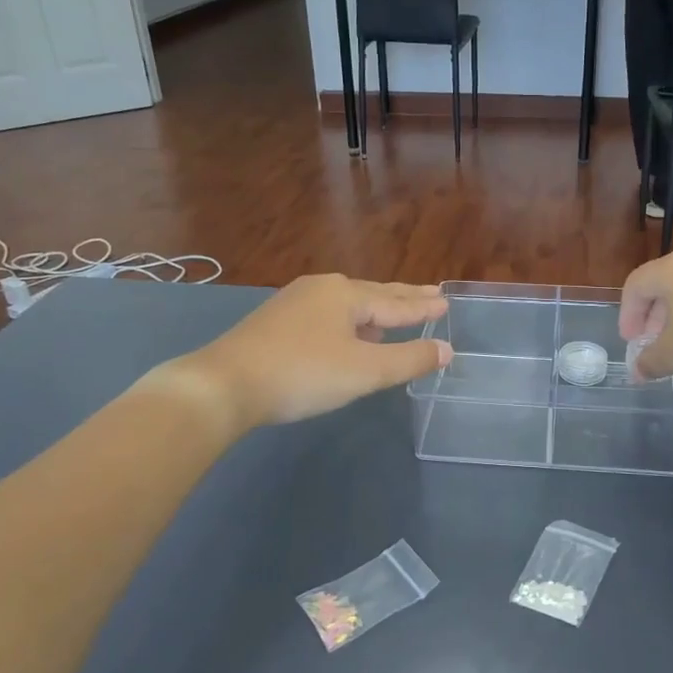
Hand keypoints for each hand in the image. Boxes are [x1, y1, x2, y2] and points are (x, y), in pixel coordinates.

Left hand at [158, 275, 450, 428]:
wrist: (225, 384)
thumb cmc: (303, 373)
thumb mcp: (365, 371)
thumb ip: (409, 359)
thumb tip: (447, 350)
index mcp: (347, 295)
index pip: (397, 302)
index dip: (423, 306)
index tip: (446, 301)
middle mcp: (323, 289)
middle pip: (374, 293)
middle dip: (404, 296)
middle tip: (431, 292)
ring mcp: (295, 302)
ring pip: (348, 302)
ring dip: (376, 307)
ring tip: (394, 310)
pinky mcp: (276, 320)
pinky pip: (328, 313)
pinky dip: (350, 318)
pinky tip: (347, 329)